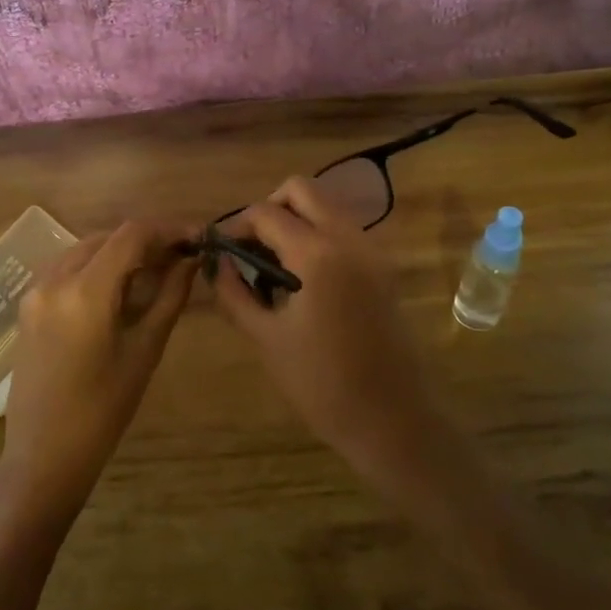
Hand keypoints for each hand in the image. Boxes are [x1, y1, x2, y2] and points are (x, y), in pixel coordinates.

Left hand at [0, 221, 195, 524]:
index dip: (168, 229)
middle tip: (181, 259)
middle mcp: (54, 280)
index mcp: (85, 292)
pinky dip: (96, 267)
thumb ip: (169, 298)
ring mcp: (35, 291)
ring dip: (120, 252)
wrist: (43, 455)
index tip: (196, 237)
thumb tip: (190, 261)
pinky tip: (119, 288)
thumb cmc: (103, 411)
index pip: (131, 235)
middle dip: (146, 241)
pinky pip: (67, 268)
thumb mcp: (145, 351)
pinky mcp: (27, 305)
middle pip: (107, 237)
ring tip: (154, 272)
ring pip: (85, 249)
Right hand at [209, 178, 449, 494]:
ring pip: (327, 207)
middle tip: (252, 247)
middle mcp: (348, 239)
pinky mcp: (384, 268)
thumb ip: (234, 293)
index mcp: (316, 254)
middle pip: (302, 190)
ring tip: (274, 265)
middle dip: (270, 208)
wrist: (392, 419)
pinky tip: (303, 278)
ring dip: (296, 220)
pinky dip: (319, 236)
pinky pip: (345, 231)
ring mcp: (372, 251)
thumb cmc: (321, 384)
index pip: (266, 213)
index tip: (222, 250)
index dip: (236, 225)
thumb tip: (218, 262)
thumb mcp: (266, 338)